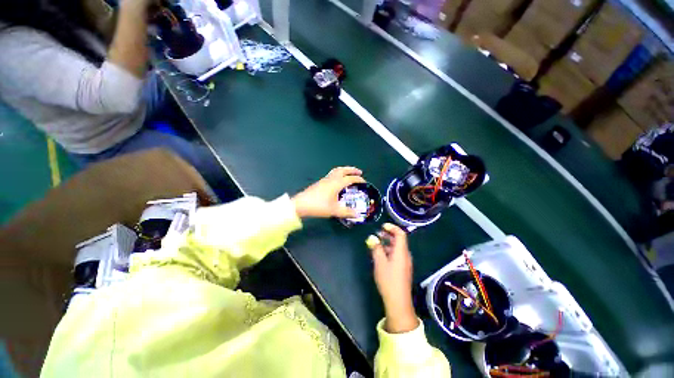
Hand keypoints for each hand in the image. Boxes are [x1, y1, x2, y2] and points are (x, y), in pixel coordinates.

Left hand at [292, 167, 365, 218]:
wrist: (301, 204)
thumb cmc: (319, 206)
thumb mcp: (334, 210)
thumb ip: (346, 212)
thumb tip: (357, 214)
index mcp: (336, 183)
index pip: (350, 179)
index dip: (358, 179)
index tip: (364, 182)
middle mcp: (331, 179)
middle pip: (343, 170)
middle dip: (352, 170)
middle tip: (359, 171)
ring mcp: (324, 180)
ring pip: (336, 171)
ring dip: (344, 170)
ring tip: (349, 173)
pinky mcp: (320, 182)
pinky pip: (332, 174)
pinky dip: (338, 174)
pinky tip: (338, 181)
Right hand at [367, 223, 418, 332]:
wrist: (398, 301)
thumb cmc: (389, 280)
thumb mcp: (380, 262)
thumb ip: (376, 248)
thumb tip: (371, 237)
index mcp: (401, 252)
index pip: (400, 234)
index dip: (392, 227)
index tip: (382, 226)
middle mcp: (405, 255)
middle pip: (399, 240)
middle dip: (388, 234)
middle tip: (377, 233)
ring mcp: (404, 262)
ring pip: (397, 248)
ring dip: (387, 242)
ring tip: (376, 242)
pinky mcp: (402, 269)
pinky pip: (396, 254)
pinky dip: (388, 250)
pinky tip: (380, 253)